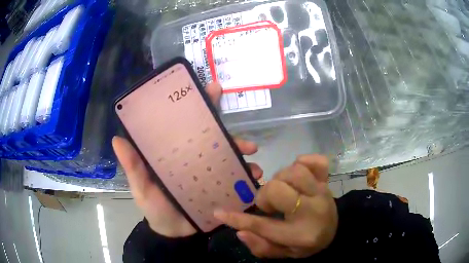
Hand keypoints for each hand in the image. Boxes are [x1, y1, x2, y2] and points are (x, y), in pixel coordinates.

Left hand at [112, 82, 263, 236]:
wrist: (173, 233)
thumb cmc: (155, 208)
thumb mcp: (141, 187)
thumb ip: (133, 167)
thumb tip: (117, 140)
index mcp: (174, 152)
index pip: (186, 123)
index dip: (199, 104)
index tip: (213, 89)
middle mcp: (193, 157)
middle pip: (212, 135)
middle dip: (228, 129)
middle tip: (245, 137)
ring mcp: (208, 171)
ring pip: (228, 155)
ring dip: (241, 152)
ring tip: (252, 158)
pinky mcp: (219, 186)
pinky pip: (235, 177)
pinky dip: (246, 175)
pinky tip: (254, 177)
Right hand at [214, 154, 336, 257]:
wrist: (335, 232)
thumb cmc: (307, 244)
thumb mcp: (284, 253)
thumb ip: (261, 247)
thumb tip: (239, 232)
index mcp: (299, 234)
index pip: (262, 226)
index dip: (237, 219)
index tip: (219, 212)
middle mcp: (311, 210)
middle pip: (277, 189)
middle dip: (265, 196)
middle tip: (269, 205)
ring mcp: (321, 191)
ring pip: (294, 171)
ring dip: (281, 179)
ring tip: (283, 190)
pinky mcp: (327, 180)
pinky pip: (316, 161)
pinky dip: (304, 162)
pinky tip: (299, 174)